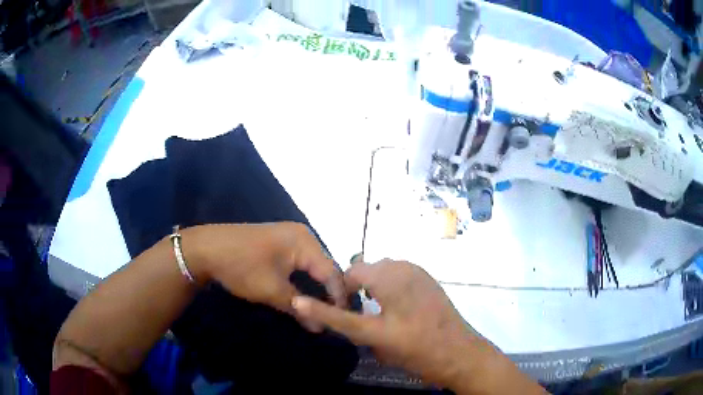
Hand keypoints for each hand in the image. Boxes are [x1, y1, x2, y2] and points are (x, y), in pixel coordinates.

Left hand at [183, 222, 346, 330]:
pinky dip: (304, 280)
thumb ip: (299, 309)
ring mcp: (290, 237)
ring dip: (316, 288)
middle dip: (328, 293)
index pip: (331, 273)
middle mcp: (302, 235)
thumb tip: (321, 328)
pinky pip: (300, 263)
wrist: (206, 249)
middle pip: (324, 268)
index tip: (341, 321)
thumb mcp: (272, 290)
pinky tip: (305, 294)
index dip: (338, 298)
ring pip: (312, 266)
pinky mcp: (279, 243)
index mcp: (305, 242)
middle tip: (332, 317)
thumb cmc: (241, 267)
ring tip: (322, 309)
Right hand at [292, 259, 479, 386]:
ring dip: (374, 285)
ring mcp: (419, 272)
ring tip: (378, 311)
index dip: (340, 292)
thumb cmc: (415, 349)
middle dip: (358, 288)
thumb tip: (300, 303)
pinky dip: (391, 284)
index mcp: (388, 279)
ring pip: (383, 269)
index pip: (349, 274)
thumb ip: (336, 318)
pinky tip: (398, 308)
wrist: (458, 353)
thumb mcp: (372, 337)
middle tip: (361, 315)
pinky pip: (400, 273)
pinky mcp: (429, 279)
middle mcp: (403, 268)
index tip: (344, 313)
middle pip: (366, 269)